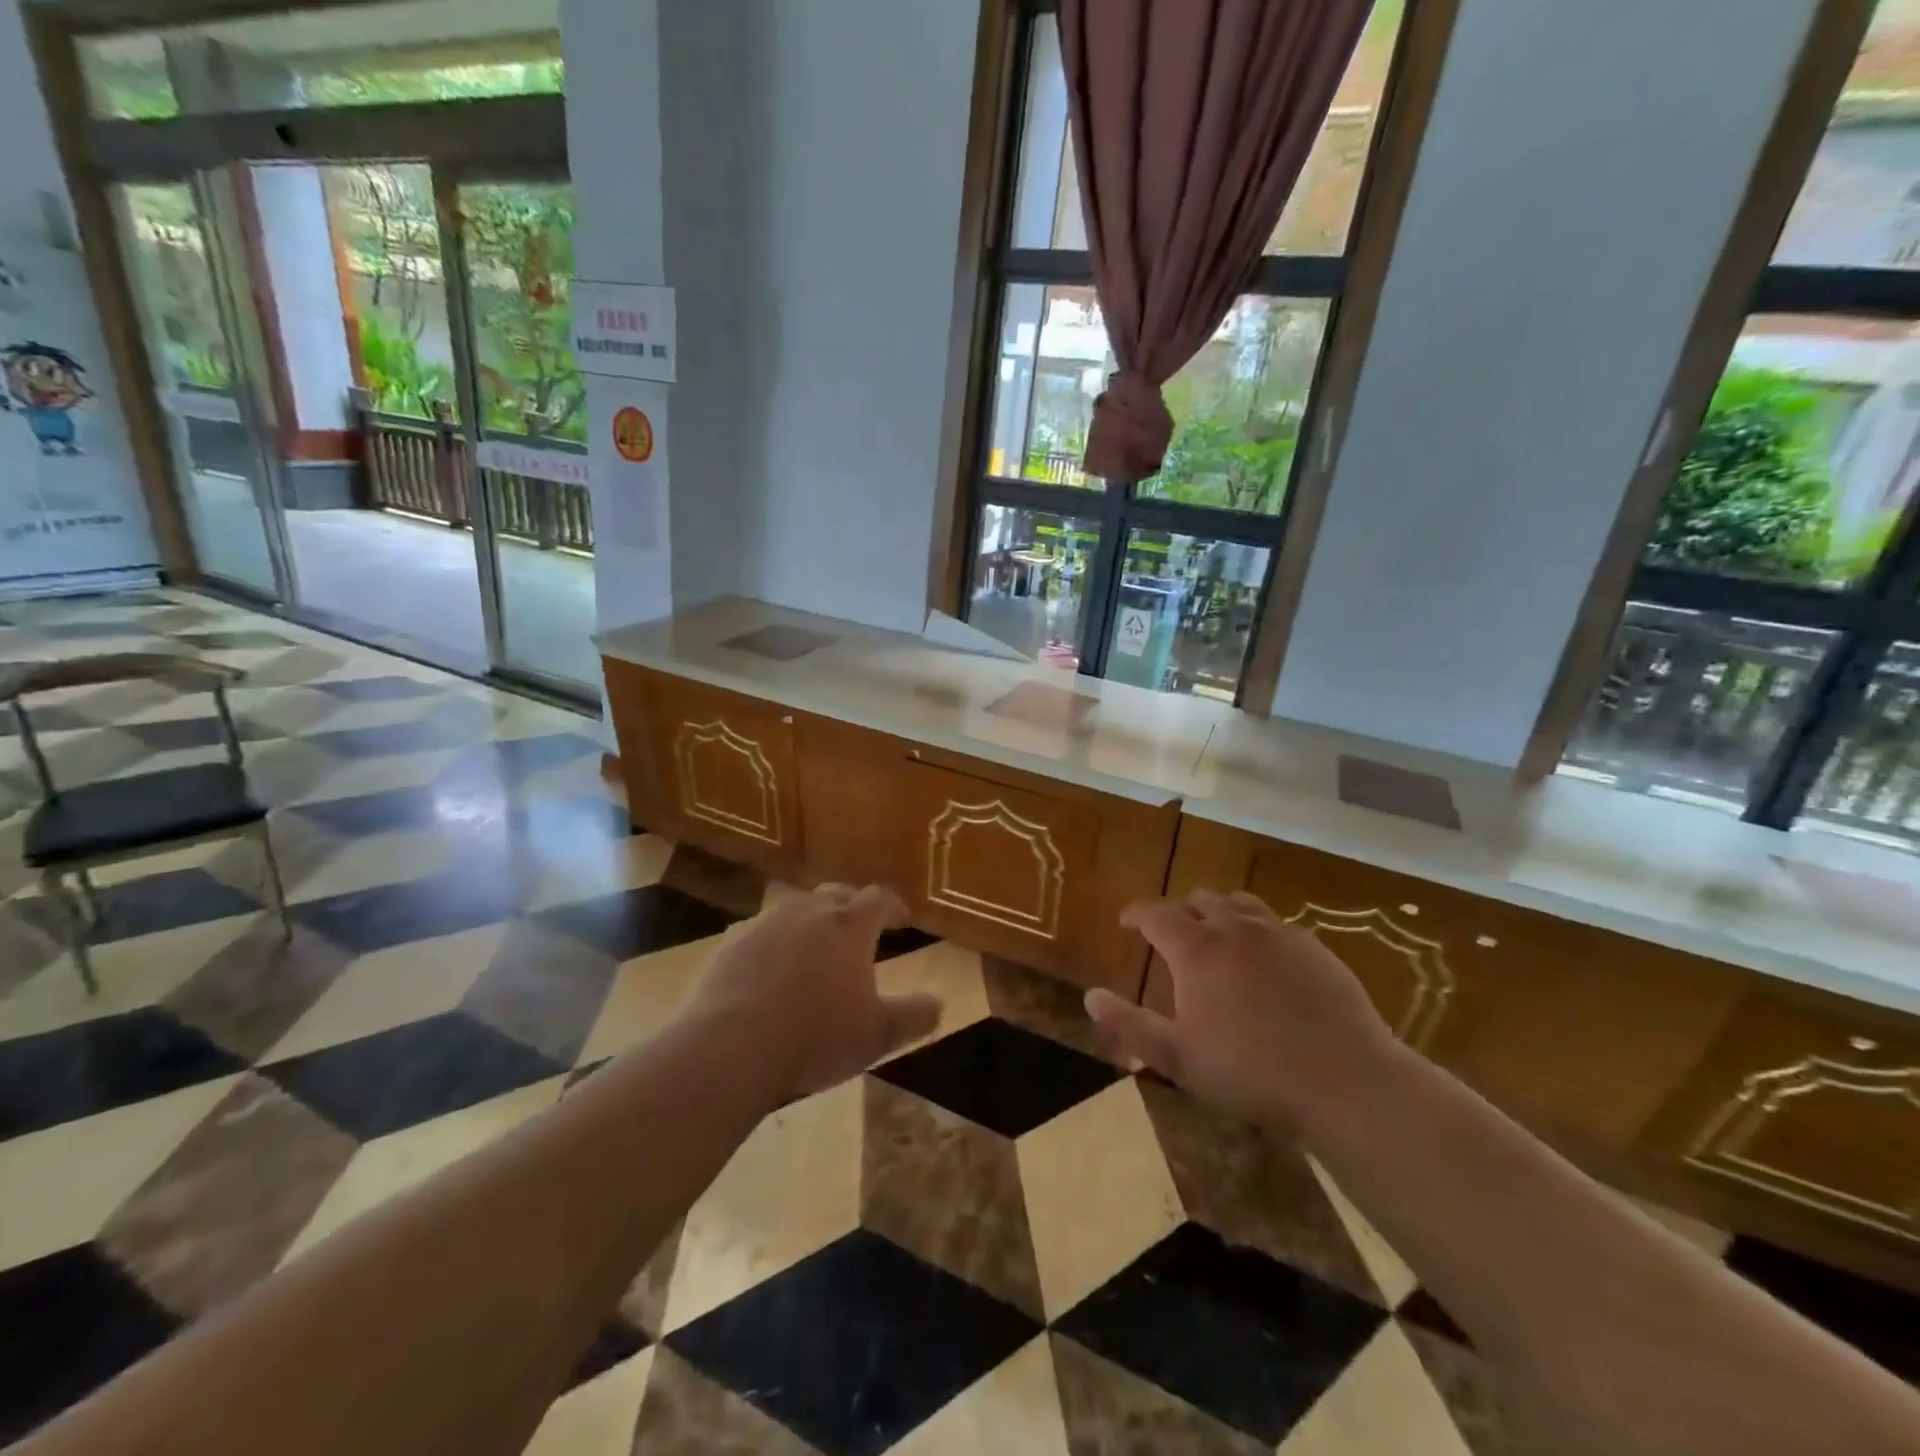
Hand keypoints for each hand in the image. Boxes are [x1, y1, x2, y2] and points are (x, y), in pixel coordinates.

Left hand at [682, 883, 942, 1104]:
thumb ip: (914, 1016)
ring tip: (814, 945)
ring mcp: (765, 922)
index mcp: (850, 925)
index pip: (879, 899)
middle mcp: (809, 911)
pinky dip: (773, 942)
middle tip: (858, 928)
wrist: (730, 1047)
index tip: (901, 919)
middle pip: (836, 894)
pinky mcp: (731, 942)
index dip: (893, 906)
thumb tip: (938, 1004)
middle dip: (852, 907)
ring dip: (810, 920)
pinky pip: (760, 931)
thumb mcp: (877, 1035)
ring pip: (795, 907)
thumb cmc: (815, 1037)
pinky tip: (769, 968)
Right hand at [1085, 889, 1399, 1129]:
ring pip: (1238, 903)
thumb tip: (1090, 996)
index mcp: (1196, 949)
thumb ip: (1130, 1025)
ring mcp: (1278, 933)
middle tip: (1172, 933)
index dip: (1136, 913)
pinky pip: (1274, 923)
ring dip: (1218, 912)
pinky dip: (1255, 929)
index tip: (1126, 922)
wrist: (1345, 1080)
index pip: (1155, 913)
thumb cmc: (1251, 1071)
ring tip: (1215, 935)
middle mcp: (1235, 928)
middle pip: (1198, 899)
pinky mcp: (1313, 947)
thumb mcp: (1178, 1058)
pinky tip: (1263, 959)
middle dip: (1178, 910)